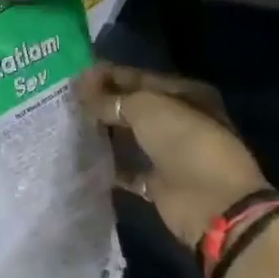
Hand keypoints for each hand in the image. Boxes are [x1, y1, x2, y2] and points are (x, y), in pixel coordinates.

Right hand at [79, 64, 269, 250]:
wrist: (212, 203)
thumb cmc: (184, 141)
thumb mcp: (145, 108)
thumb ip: (112, 98)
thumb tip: (84, 94)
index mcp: (184, 94)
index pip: (139, 77)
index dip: (108, 75)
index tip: (74, 76)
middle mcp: (179, 121)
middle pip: (133, 107)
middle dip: (103, 103)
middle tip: (66, 100)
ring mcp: (169, 153)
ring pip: (129, 137)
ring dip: (103, 132)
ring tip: (68, 125)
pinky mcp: (159, 183)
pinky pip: (128, 168)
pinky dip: (108, 164)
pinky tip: (82, 156)